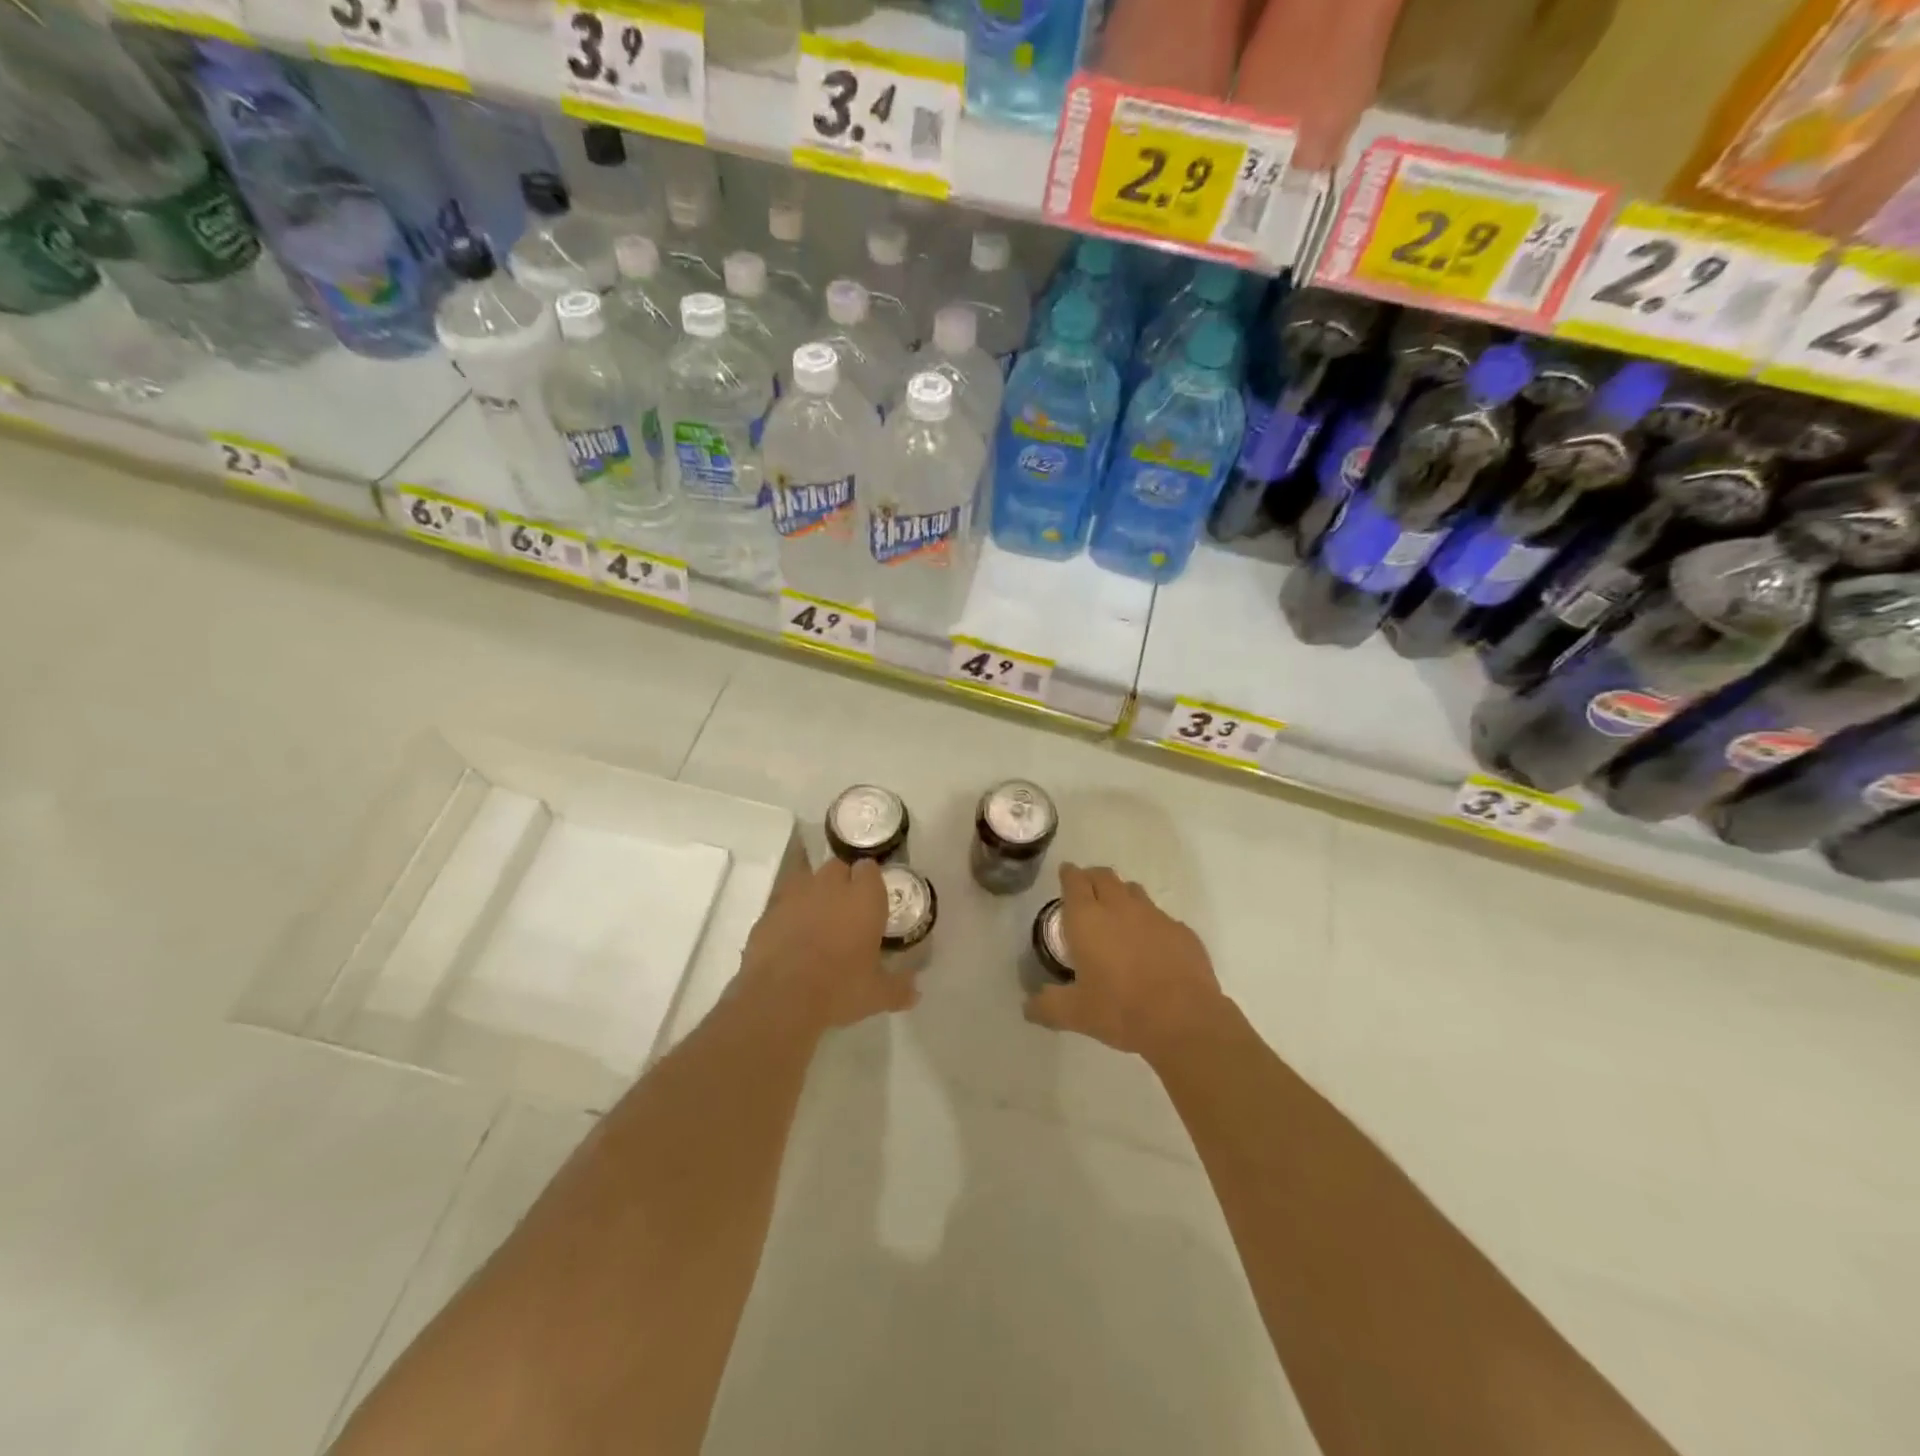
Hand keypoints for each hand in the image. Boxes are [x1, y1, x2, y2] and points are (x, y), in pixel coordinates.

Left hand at [738, 856, 914, 1032]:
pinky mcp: (768, 911)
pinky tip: (790, 939)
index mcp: (864, 897)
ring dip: (814, 894)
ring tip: (816, 921)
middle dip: (842, 883)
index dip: (870, 883)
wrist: (781, 998)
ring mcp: (795, 894)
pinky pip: (783, 904)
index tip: (871, 901)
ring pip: (808, 880)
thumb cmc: (840, 988)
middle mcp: (830, 885)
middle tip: (846, 911)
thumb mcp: (877, 994)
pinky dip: (788, 915)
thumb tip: (915, 993)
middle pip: (838, 867)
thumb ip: (898, 988)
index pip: (870, 869)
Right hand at [1025, 864, 1229, 1061]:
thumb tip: (1028, 1006)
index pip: (1074, 881)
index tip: (1066, 873)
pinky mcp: (1182, 931)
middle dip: (1092, 877)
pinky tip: (1150, 945)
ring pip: (1133, 891)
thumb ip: (1047, 1006)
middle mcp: (1120, 907)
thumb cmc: (1121, 1010)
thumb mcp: (1075, 1014)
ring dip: (1121, 895)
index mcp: (1088, 919)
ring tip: (1117, 913)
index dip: (1068, 874)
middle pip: (1104, 876)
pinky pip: (1160, 916)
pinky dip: (1149, 922)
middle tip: (1086, 890)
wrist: (1184, 1020)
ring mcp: (1155, 916)